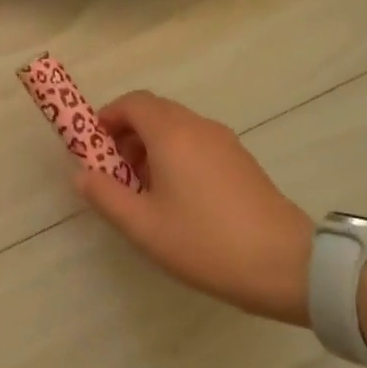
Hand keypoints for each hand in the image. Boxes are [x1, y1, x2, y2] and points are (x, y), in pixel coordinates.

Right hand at [74, 91, 313, 324]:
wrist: (286, 265)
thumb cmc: (204, 242)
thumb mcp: (142, 225)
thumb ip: (104, 195)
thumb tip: (80, 173)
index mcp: (172, 134)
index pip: (132, 102)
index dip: (106, 117)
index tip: (91, 147)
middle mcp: (199, 127)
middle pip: (154, 112)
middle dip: (126, 135)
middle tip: (113, 172)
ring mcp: (225, 143)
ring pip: (177, 129)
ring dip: (150, 147)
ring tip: (142, 191)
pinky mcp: (241, 161)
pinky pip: (197, 144)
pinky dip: (175, 157)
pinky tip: (176, 199)